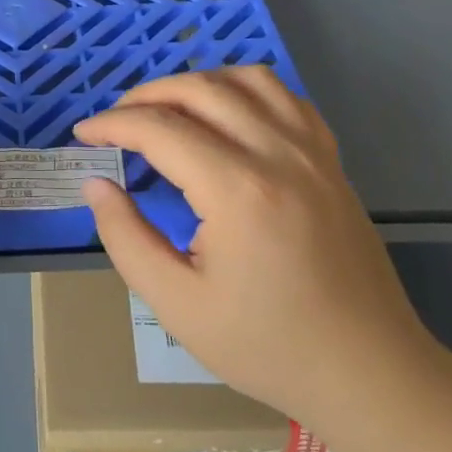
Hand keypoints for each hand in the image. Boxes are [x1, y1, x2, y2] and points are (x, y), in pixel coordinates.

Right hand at [74, 67, 437, 430]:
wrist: (369, 372)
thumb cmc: (267, 346)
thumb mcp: (177, 304)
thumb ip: (126, 238)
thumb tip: (97, 185)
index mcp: (237, 191)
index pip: (160, 129)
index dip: (112, 125)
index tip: (83, 135)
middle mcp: (277, 154)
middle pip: (200, 90)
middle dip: (145, 96)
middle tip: (114, 122)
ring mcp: (313, 153)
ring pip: (247, 79)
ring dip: (196, 83)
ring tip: (166, 109)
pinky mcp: (332, 162)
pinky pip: (286, 98)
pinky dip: (246, 90)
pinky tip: (227, 114)